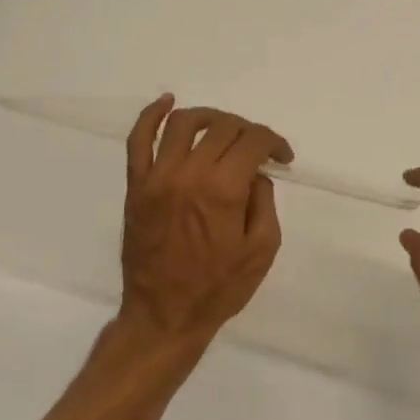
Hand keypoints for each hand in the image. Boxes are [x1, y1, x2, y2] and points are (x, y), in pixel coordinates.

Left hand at [117, 95, 292, 348]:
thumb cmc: (218, 289)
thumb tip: (255, 173)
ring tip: (224, 127)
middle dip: (248, 131)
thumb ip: (264, 203)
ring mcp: (156, 177)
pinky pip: (138, 140)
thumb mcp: (261, 250)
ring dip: (210, 117)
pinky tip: (167, 103)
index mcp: (223, 190)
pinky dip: (151, 115)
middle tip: (258, 149)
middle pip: (222, 128)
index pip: (253, 142)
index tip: (283, 158)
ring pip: (183, 123)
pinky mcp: (136, 186)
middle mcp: (188, 174)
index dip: (274, 143)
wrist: (164, 316)